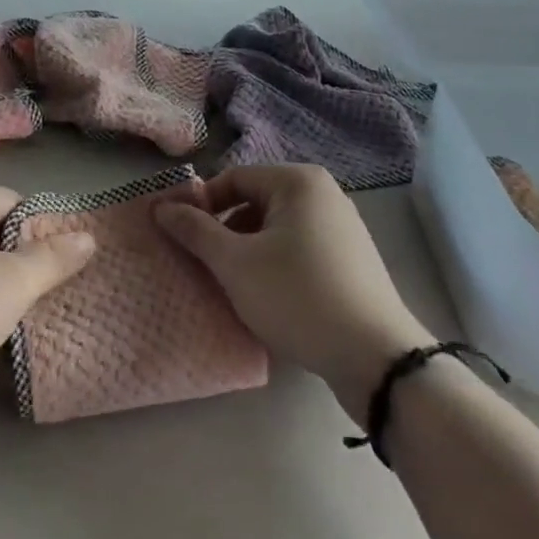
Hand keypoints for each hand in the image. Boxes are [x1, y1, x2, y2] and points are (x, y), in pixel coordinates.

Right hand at [155, 164, 431, 420]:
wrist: (376, 359)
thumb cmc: (298, 297)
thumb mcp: (236, 264)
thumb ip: (195, 232)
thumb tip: (161, 207)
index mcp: (298, 181)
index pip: (233, 179)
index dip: (201, 206)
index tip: (181, 238)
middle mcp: (324, 193)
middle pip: (255, 202)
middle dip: (226, 232)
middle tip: (206, 266)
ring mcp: (342, 227)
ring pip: (276, 229)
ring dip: (248, 252)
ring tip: (234, 286)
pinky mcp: (351, 260)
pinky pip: (300, 249)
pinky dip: (276, 265)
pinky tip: (268, 299)